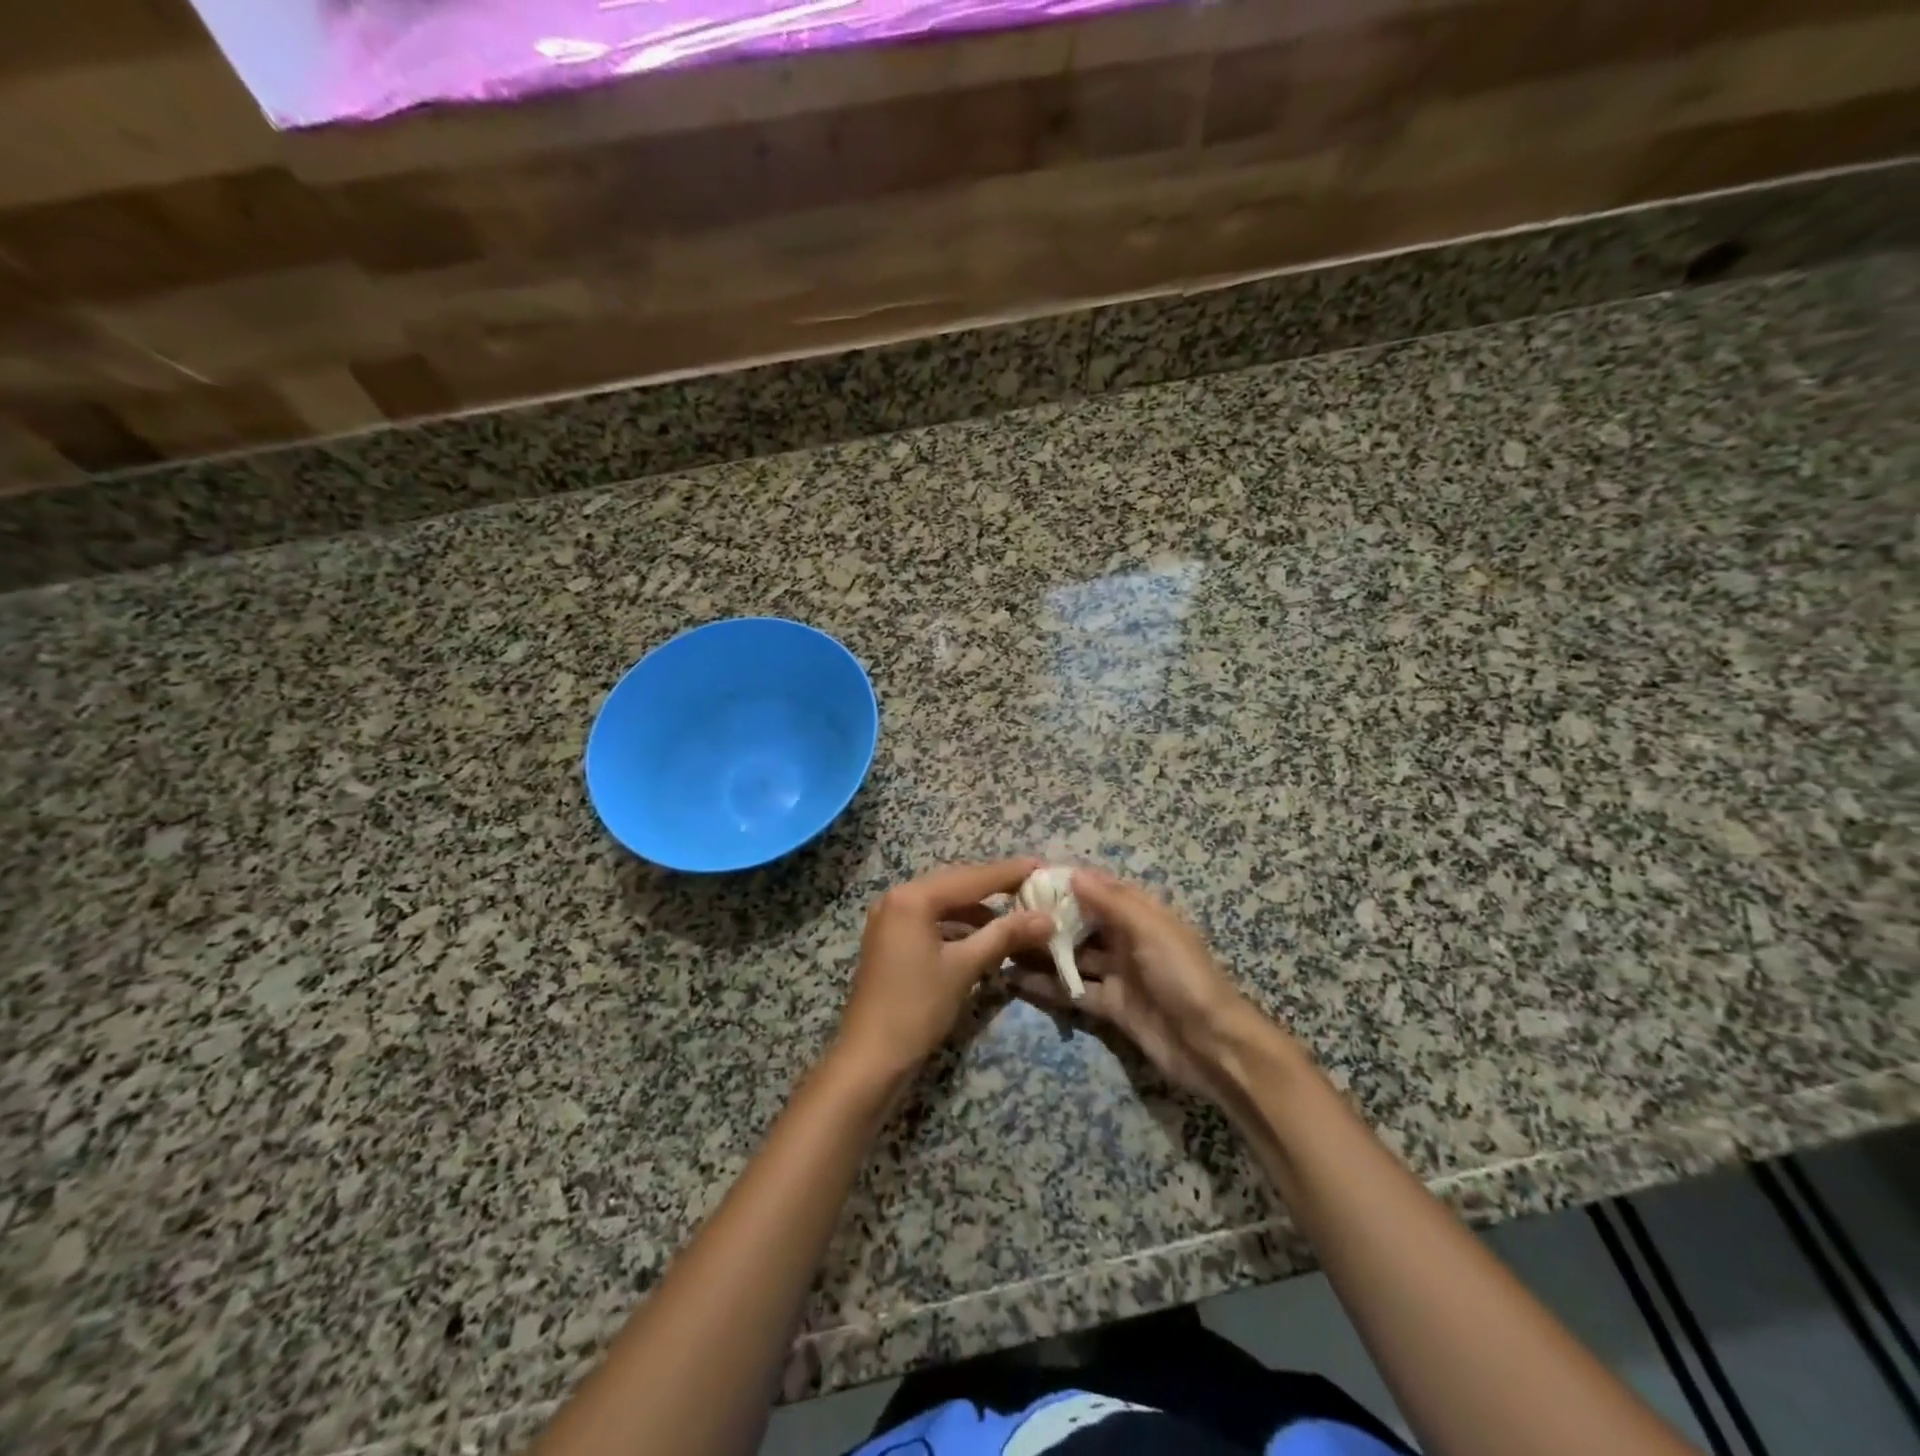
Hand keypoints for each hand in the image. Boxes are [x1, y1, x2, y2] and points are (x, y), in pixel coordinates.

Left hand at [834, 859, 1054, 1082]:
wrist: (870, 1058)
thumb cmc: (916, 1008)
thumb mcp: (964, 967)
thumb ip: (1005, 936)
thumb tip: (1048, 918)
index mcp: (912, 897)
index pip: (972, 877)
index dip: (1011, 872)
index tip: (1045, 866)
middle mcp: (898, 898)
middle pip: (957, 884)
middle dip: (997, 886)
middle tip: (1036, 886)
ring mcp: (891, 919)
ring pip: (945, 902)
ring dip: (980, 908)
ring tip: (1018, 913)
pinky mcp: (892, 939)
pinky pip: (934, 920)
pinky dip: (961, 925)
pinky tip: (986, 935)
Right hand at [1006, 868, 1263, 1101]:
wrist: (1212, 1046)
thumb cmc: (1183, 976)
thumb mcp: (1151, 930)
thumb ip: (1111, 903)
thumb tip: (1073, 874)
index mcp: (1143, 915)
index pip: (1101, 890)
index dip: (1070, 883)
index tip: (1031, 878)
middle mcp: (1128, 940)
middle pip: (1084, 923)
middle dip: (1050, 917)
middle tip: (1007, 912)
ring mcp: (1118, 974)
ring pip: (1074, 957)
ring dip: (1043, 951)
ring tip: (1003, 943)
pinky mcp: (1111, 1007)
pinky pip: (1074, 990)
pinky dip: (1048, 986)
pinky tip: (1016, 979)